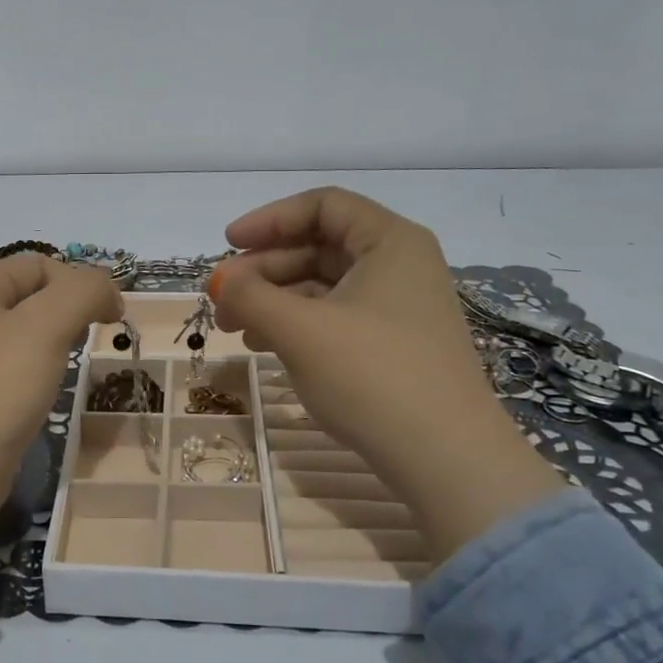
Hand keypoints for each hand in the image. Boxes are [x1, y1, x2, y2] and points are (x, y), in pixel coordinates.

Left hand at [0, 255, 122, 562]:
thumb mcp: (46, 326)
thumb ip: (83, 291)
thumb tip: (107, 289)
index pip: (40, 265)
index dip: (81, 284)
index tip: (112, 318)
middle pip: (33, 293)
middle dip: (69, 310)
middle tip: (91, 340)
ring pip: (26, 329)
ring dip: (56, 339)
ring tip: (68, 363)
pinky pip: (14, 361)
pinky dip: (38, 366)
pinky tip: (45, 387)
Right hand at [211, 187, 563, 564]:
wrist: (444, 457)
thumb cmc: (373, 376)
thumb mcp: (300, 330)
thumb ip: (250, 296)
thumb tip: (219, 280)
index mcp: (390, 242)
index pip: (322, 206)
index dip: (269, 219)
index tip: (227, 245)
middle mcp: (399, 265)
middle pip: (319, 246)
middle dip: (263, 270)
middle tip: (221, 300)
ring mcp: (399, 307)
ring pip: (322, 286)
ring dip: (274, 299)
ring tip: (235, 328)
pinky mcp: (393, 344)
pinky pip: (334, 317)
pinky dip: (296, 324)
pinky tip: (265, 346)